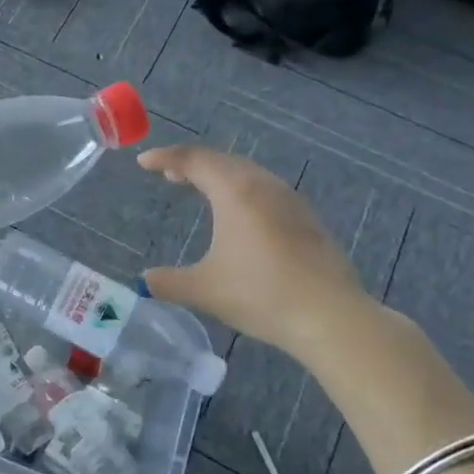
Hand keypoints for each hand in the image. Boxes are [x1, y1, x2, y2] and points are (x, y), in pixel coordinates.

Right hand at [137, 144, 376, 361]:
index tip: (143, 161)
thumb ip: (168, 282)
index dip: (165, 157)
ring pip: (247, 173)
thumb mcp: (204, 290)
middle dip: (192, 163)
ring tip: (200, 189)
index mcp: (235, 192)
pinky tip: (240, 215)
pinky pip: (265, 189)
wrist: (331, 316)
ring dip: (219, 175)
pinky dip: (242, 190)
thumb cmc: (261, 295)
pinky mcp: (307, 219)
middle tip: (169, 174)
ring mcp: (290, 200)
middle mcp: (263, 186)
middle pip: (222, 160)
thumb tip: (145, 280)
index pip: (193, 160)